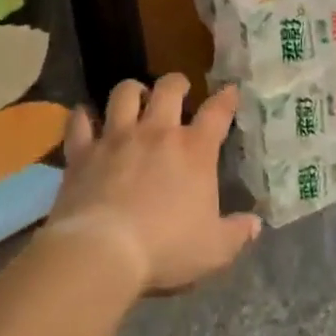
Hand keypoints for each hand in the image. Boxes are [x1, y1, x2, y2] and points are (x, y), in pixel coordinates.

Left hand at [45, 74, 261, 295]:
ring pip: (124, 93)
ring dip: (132, 91)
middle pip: (169, 89)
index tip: (230, 90)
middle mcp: (157, 132)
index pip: (217, 112)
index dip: (226, 98)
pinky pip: (80, 122)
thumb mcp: (214, 249)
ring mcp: (117, 138)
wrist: (102, 252)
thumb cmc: (165, 249)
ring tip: (135, 97)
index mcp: (195, 150)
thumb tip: (255, 225)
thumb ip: (236, 233)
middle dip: (176, 83)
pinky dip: (83, 116)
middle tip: (178, 90)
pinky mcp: (83, 152)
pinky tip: (84, 117)